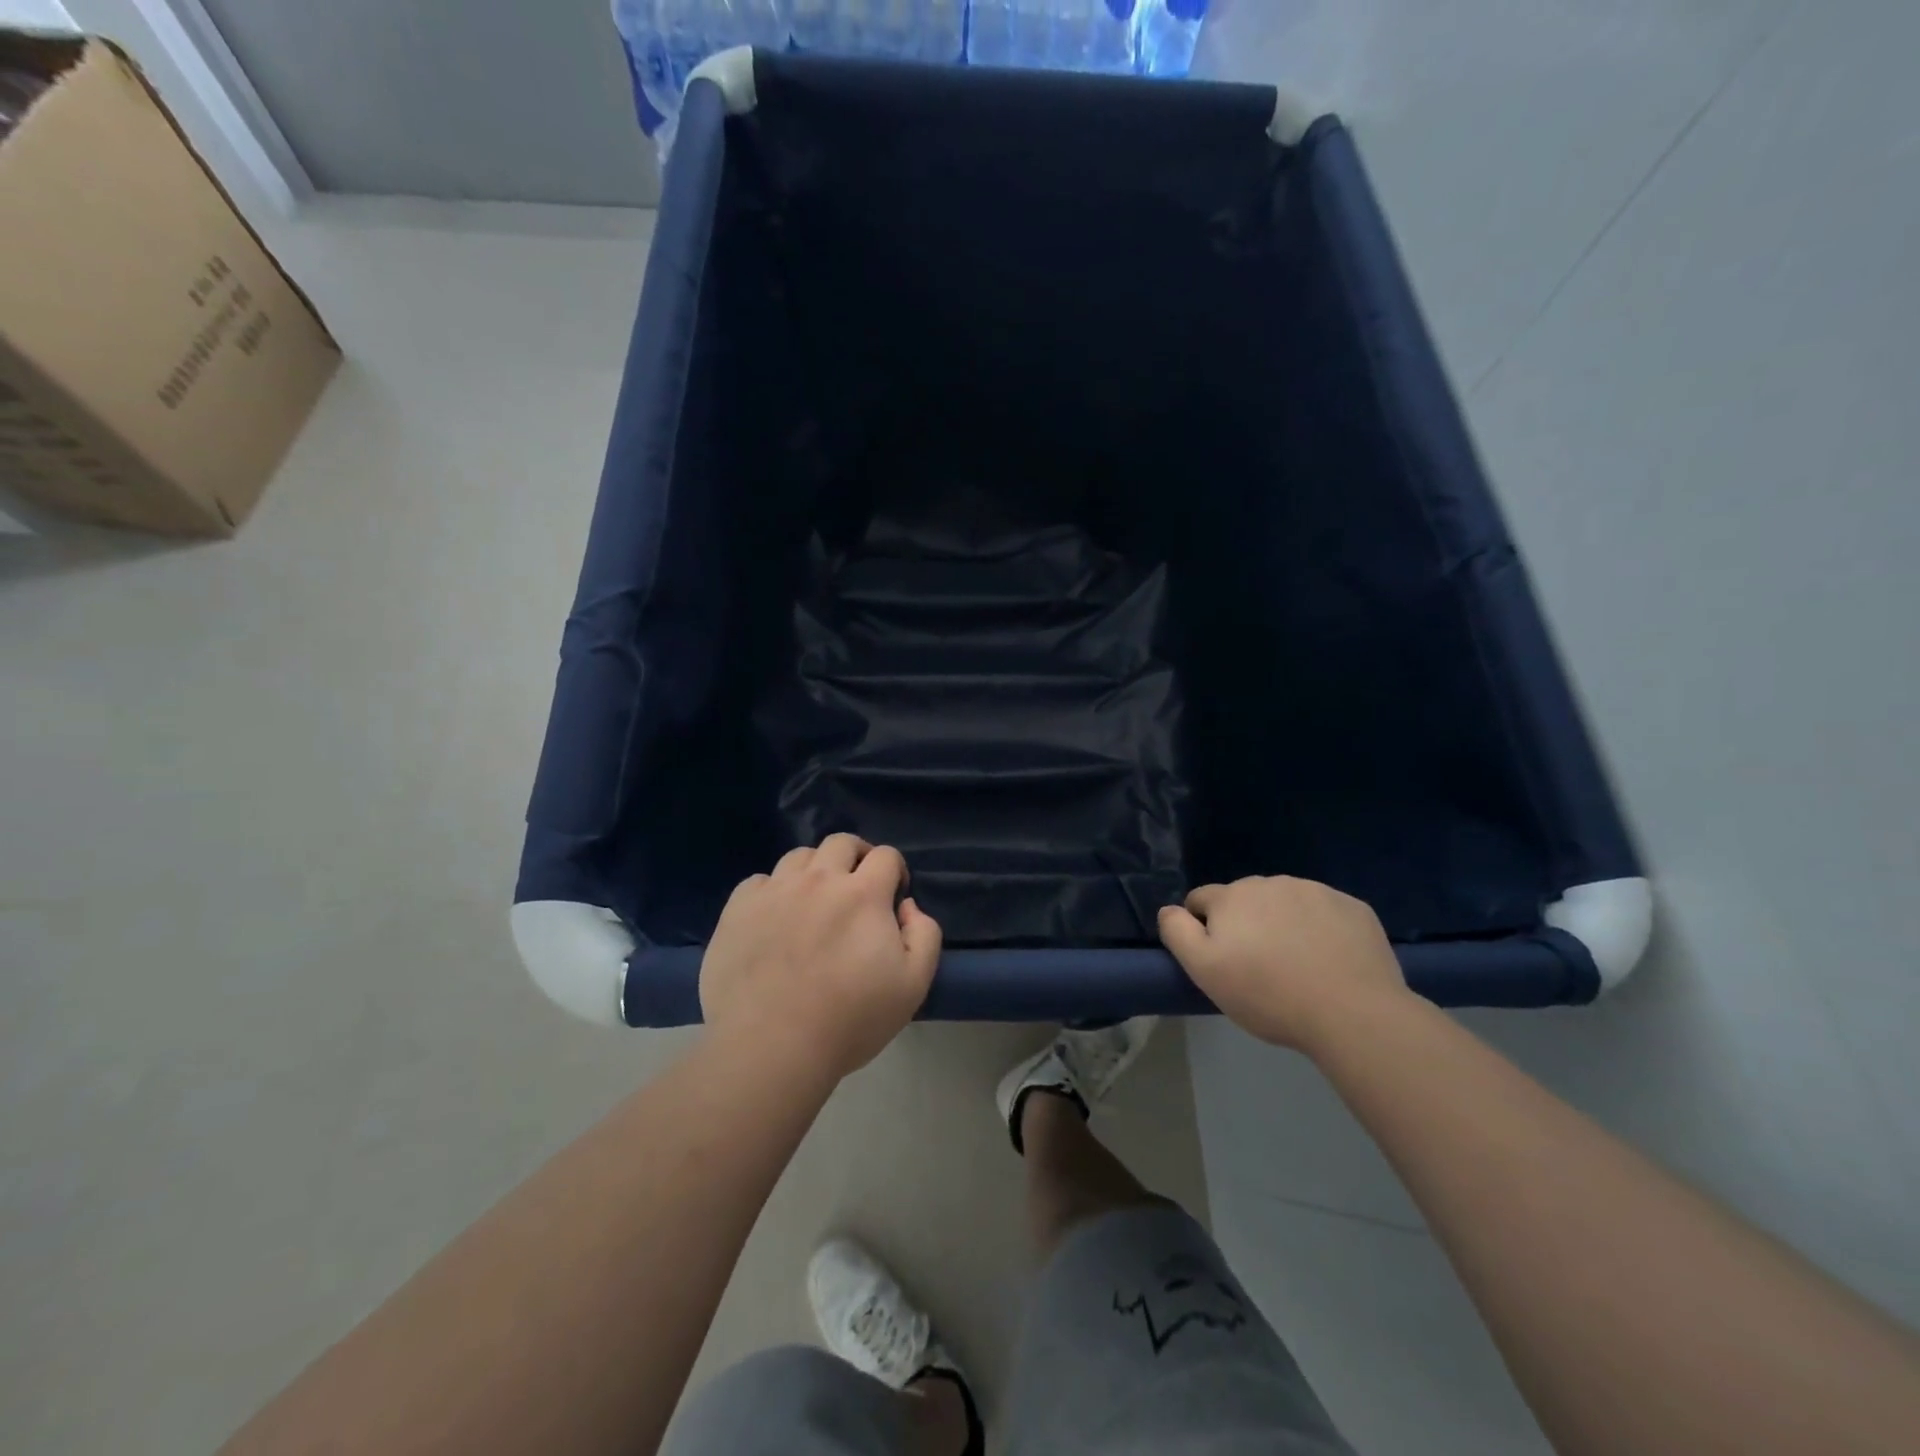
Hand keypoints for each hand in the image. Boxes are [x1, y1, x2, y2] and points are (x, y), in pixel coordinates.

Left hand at [700, 834, 941, 1081]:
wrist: (770, 1047)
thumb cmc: (849, 1020)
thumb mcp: (913, 985)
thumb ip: (924, 935)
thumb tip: (908, 906)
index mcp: (863, 893)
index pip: (886, 855)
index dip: (895, 870)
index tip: (893, 897)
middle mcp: (819, 880)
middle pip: (841, 843)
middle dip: (857, 857)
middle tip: (857, 887)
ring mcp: (774, 891)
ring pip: (799, 857)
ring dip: (815, 870)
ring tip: (814, 900)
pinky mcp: (738, 909)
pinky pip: (758, 881)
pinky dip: (773, 891)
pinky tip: (774, 918)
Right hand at [1158, 876, 1409, 1052]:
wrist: (1352, 1013)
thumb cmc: (1268, 994)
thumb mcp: (1204, 970)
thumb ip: (1177, 932)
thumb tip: (1169, 909)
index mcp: (1232, 896)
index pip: (1201, 899)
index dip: (1203, 927)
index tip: (1221, 959)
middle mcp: (1271, 882)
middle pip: (1245, 899)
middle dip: (1246, 924)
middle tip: (1259, 966)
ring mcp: (1316, 891)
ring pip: (1286, 902)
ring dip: (1283, 923)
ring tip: (1297, 965)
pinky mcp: (1353, 907)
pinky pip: (1325, 912)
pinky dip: (1321, 929)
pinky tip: (1330, 960)